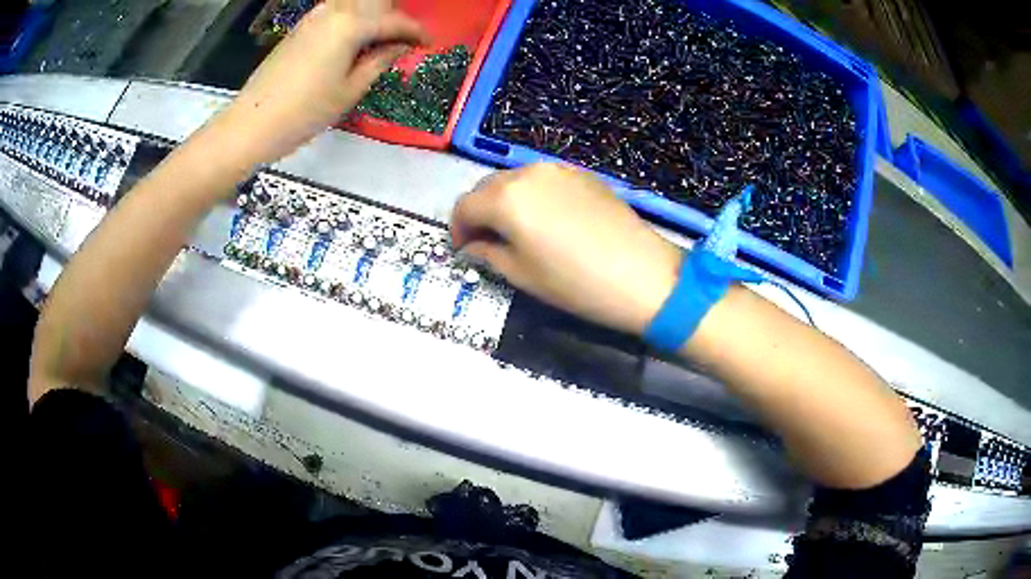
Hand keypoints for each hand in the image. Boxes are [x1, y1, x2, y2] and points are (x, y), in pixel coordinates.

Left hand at [213, 0, 428, 165]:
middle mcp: (334, 10)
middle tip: (406, 39)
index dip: (417, 31)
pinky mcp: (301, 26)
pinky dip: (354, 19)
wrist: (252, 123)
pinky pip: (338, 12)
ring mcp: (314, 16)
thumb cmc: (304, 112)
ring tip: (383, 41)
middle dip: (395, 16)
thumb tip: (401, 45)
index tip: (431, 42)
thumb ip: (380, 60)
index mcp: (351, 23)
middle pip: (376, 1)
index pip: (395, 20)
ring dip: (374, 16)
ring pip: (356, 3)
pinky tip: (356, 40)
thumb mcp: (351, 89)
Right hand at [451, 164, 682, 334]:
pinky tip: (546, 221)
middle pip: (487, 187)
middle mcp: (527, 173)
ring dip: (504, 202)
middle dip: (478, 213)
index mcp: (505, 198)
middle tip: (485, 242)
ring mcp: (558, 169)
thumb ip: (488, 254)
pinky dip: (531, 196)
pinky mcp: (582, 174)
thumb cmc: (576, 283)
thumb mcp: (522, 275)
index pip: (464, 206)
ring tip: (515, 231)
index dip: (457, 230)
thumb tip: (473, 246)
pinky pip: (543, 180)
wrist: (643, 274)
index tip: (463, 250)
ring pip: (514, 180)